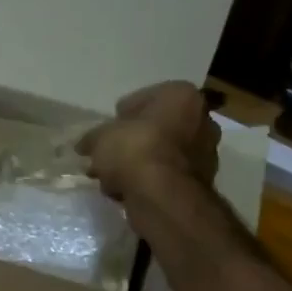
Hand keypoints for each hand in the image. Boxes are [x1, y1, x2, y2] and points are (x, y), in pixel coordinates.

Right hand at [76, 82, 218, 202]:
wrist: (163, 195)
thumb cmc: (135, 150)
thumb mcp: (100, 138)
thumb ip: (92, 138)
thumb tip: (86, 145)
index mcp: (181, 95)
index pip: (144, 98)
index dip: (120, 116)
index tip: (105, 132)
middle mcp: (201, 118)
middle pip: (157, 127)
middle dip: (132, 141)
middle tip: (108, 156)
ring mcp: (205, 151)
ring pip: (161, 153)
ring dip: (138, 164)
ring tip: (111, 179)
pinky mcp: (201, 181)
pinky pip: (166, 175)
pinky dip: (149, 181)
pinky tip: (126, 191)